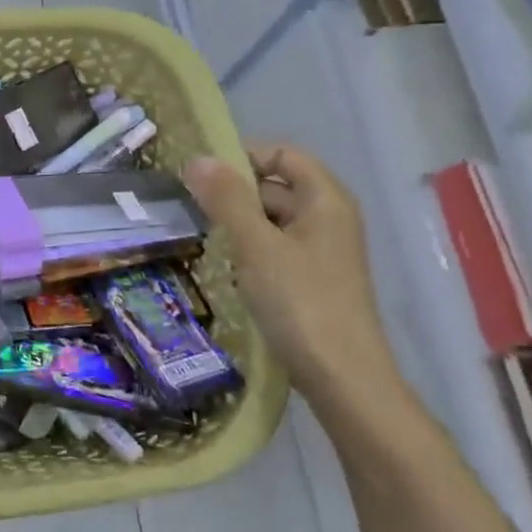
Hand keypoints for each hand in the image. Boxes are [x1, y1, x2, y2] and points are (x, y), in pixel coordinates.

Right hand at [185, 144, 399, 405]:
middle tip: (188, 208)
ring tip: (199, 236)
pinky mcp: (311, 279)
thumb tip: (196, 158)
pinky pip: (275, 247)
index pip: (281, 153)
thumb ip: (227, 199)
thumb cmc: (301, 303)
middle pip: (275, 184)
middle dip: (233, 192)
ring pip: (272, 219)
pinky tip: (224, 266)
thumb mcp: (257, 246)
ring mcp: (321, 250)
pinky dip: (249, 249)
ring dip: (237, 223)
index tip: (200, 177)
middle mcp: (328, 217)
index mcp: (325, 199)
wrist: (342, 378)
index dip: (242, 157)